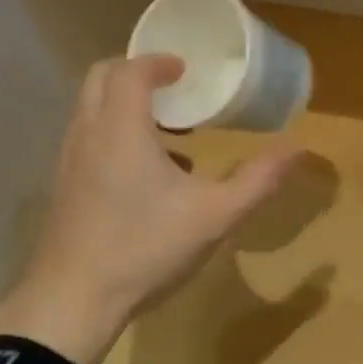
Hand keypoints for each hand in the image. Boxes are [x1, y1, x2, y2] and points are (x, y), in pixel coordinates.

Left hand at [0, 55, 303, 363]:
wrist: (73, 301)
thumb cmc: (146, 248)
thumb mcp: (215, 216)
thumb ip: (258, 180)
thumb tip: (298, 149)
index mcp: (121, 129)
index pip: (130, 71)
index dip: (158, 62)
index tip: (185, 69)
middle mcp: (87, 135)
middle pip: (101, 79)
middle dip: (137, 74)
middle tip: (175, 89)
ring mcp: (69, 161)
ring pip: (92, 111)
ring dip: (127, 107)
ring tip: (171, 134)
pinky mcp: (64, 187)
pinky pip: (88, 139)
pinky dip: (116, 135)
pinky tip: (150, 177)